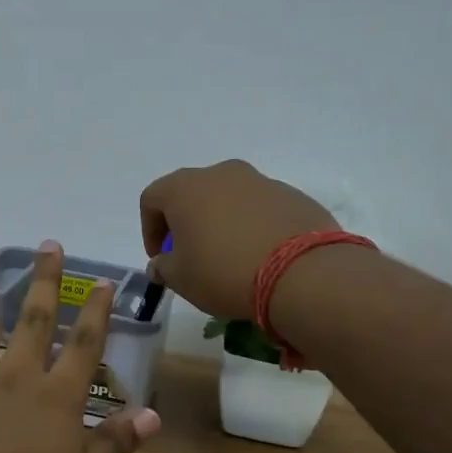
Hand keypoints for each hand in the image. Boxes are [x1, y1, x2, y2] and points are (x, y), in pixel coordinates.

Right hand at [140, 160, 337, 319]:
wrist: (302, 273)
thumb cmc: (224, 272)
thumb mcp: (181, 279)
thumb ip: (163, 267)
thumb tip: (161, 263)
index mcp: (185, 187)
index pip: (152, 199)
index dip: (149, 229)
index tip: (160, 258)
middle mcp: (221, 174)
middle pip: (192, 193)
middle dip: (186, 222)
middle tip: (191, 254)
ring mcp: (261, 181)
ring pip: (229, 198)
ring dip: (221, 221)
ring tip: (229, 256)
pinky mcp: (292, 195)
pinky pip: (260, 208)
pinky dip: (252, 225)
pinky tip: (260, 255)